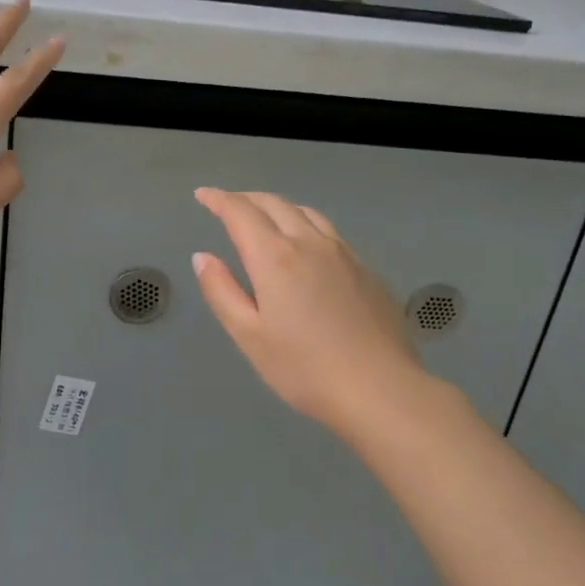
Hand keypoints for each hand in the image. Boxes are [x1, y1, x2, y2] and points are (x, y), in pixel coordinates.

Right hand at [192, 188, 432, 439]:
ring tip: (265, 218)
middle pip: (275, 204)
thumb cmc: (304, 369)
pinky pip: (330, 232)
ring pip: (307, 213)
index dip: (218, 199)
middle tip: (227, 204)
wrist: (381, 390)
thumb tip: (203, 257)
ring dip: (279, 207)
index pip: (240, 212)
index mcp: (275, 257)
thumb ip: (222, 291)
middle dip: (246, 199)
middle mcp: (310, 243)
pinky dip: (306, 224)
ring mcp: (344, 253)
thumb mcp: (249, 336)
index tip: (203, 195)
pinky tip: (307, 246)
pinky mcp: (367, 269)